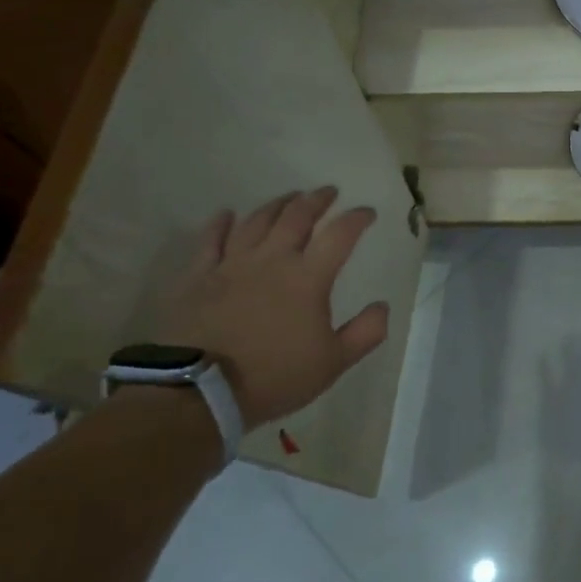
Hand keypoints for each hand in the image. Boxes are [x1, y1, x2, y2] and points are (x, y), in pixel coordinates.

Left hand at [155, 187, 389, 425]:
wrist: (199, 390)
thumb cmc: (274, 376)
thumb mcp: (333, 363)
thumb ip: (365, 332)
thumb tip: (382, 306)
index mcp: (308, 277)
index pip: (340, 235)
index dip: (357, 219)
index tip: (367, 212)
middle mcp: (272, 259)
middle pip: (297, 216)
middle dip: (316, 200)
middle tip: (328, 192)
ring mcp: (231, 264)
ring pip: (256, 221)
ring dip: (277, 204)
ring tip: (289, 197)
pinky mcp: (198, 276)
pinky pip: (210, 240)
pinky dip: (220, 223)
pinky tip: (226, 214)